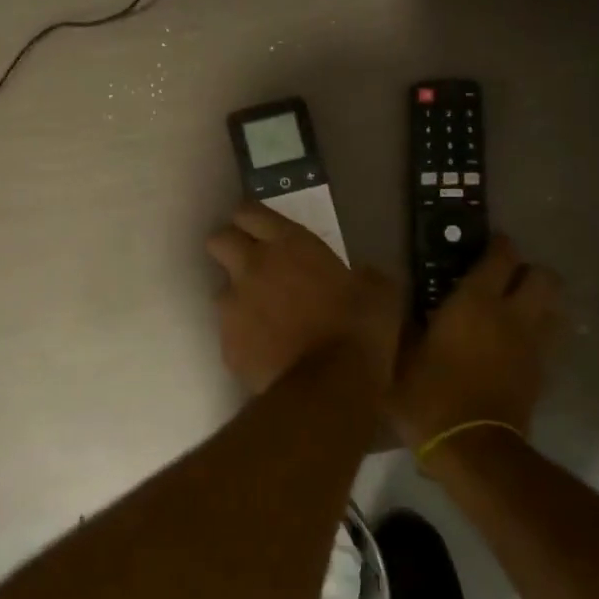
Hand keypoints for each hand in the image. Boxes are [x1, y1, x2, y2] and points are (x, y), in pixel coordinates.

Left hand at [206, 204, 401, 393]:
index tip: (262, 231)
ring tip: (267, 320)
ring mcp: (233, 307)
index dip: (252, 220)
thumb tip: (361, 278)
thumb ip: (361, 275)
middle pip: (219, 240)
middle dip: (231, 249)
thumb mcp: (379, 291)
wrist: (329, 387)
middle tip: (255, 266)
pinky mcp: (227, 345)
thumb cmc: (359, 329)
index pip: (248, 212)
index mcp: (288, 244)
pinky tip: (268, 352)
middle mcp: (251, 268)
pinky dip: (245, 339)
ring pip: (222, 290)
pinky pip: (230, 334)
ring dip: (240, 299)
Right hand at [390, 236, 562, 449]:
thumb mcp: (399, 357)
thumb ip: (400, 321)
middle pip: (543, 276)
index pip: (501, 256)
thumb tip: (392, 293)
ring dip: (540, 302)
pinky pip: (549, 341)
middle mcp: (512, 315)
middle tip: (504, 279)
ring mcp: (532, 345)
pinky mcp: (541, 373)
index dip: (498, 245)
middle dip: (528, 271)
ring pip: (555, 307)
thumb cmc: (428, 396)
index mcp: (475, 302)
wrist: (472, 449)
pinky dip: (539, 334)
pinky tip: (517, 345)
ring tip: (516, 310)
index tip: (487, 244)